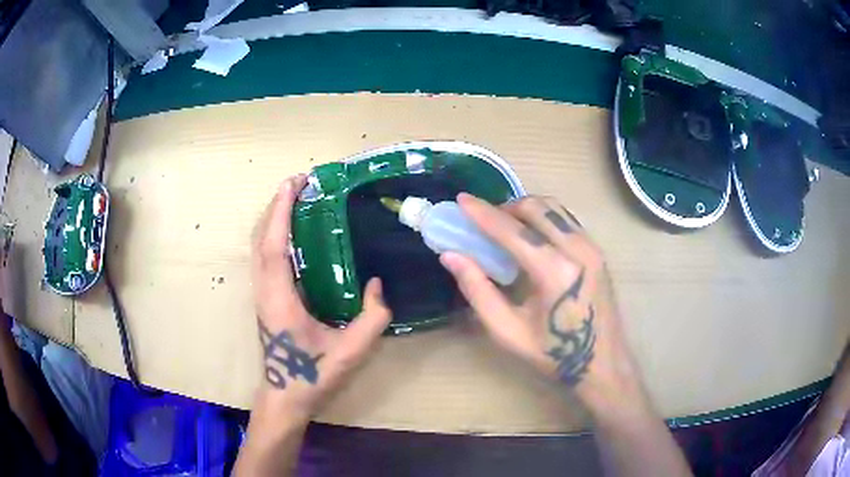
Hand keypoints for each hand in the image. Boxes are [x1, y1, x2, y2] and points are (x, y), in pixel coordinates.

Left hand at [251, 175, 391, 418]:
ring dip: (272, 218)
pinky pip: (264, 257)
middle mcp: (265, 290)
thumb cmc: (313, 375)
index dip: (281, 212)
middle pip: (261, 238)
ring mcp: (262, 294)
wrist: (286, 396)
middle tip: (299, 182)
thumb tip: (377, 285)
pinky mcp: (265, 298)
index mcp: (280, 298)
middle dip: (276, 205)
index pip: (274, 245)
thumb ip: (373, 318)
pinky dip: (272, 235)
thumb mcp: (351, 351)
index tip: (293, 183)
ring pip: (258, 246)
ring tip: (295, 199)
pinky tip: (291, 232)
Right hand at [440, 194, 642, 411]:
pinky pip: (566, 218)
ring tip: (505, 227)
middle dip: (504, 207)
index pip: (513, 230)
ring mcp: (592, 247)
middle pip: (536, 207)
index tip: (461, 200)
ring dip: (525, 209)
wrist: (602, 364)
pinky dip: (543, 216)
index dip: (483, 213)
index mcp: (555, 272)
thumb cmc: (553, 354)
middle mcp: (578, 250)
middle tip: (483, 222)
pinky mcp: (597, 250)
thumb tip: (451, 256)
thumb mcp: (508, 331)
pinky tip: (532, 235)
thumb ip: (478, 291)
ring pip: (553, 207)